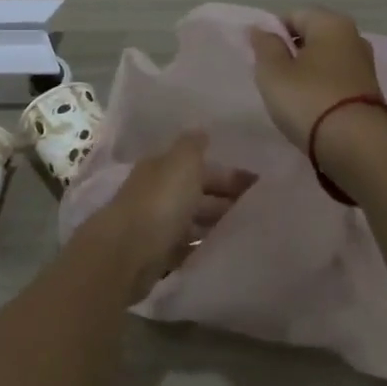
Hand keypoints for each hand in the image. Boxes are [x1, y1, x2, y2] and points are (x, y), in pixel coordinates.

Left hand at [99, 132, 256, 297]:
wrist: (126, 254)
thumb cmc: (160, 202)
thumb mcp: (182, 163)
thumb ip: (193, 145)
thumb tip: (201, 130)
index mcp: (162, 167)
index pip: (200, 165)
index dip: (229, 173)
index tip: (259, 183)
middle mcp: (157, 192)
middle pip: (197, 192)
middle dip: (226, 198)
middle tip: (259, 208)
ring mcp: (156, 224)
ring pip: (192, 219)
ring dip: (215, 222)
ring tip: (247, 230)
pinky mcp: (157, 255)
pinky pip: (185, 246)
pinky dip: (201, 245)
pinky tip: (222, 250)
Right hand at [247, 7, 385, 149]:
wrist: (357, 147)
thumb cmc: (309, 100)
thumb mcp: (273, 72)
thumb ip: (265, 46)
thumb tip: (261, 29)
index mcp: (331, 23)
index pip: (293, 15)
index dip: (273, 34)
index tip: (261, 59)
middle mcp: (354, 37)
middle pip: (312, 37)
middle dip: (291, 53)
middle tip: (273, 79)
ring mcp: (365, 66)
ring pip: (325, 60)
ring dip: (307, 73)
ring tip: (291, 98)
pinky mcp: (371, 92)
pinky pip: (337, 81)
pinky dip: (322, 90)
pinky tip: (312, 110)